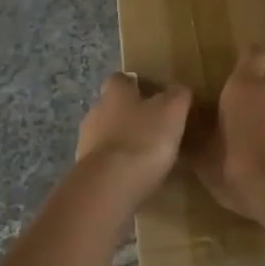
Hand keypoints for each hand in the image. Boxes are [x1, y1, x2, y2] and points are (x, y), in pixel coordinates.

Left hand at [74, 73, 191, 213]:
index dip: (137, 85)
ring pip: (107, 135)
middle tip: (155, 128)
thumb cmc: (143, 139)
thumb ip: (178, 96)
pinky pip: (105, 162)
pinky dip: (118, 166)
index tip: (155, 96)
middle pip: (113, 107)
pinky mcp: (85, 170)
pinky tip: (135, 178)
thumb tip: (179, 90)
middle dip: (130, 115)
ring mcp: (86, 142)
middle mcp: (96, 111)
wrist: (109, 186)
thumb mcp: (173, 111)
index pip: (121, 79)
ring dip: (123, 142)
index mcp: (115, 92)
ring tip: (147, 157)